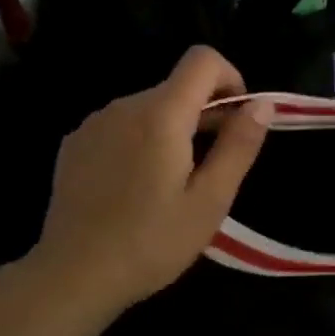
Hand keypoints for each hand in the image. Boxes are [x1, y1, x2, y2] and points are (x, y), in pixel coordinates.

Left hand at [29, 46, 270, 315]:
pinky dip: (141, 140)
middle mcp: (124, 106)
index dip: (230, 79)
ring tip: (173, 183)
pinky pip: (121, 125)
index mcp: (161, 114)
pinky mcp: (75, 144)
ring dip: (172, 129)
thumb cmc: (151, 243)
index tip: (236, 122)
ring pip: (149, 107)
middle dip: (205, 113)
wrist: (72, 276)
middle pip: (177, 86)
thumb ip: (238, 145)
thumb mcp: (210, 201)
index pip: (203, 59)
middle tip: (213, 168)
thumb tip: (262, 104)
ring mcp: (94, 123)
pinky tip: (135, 187)